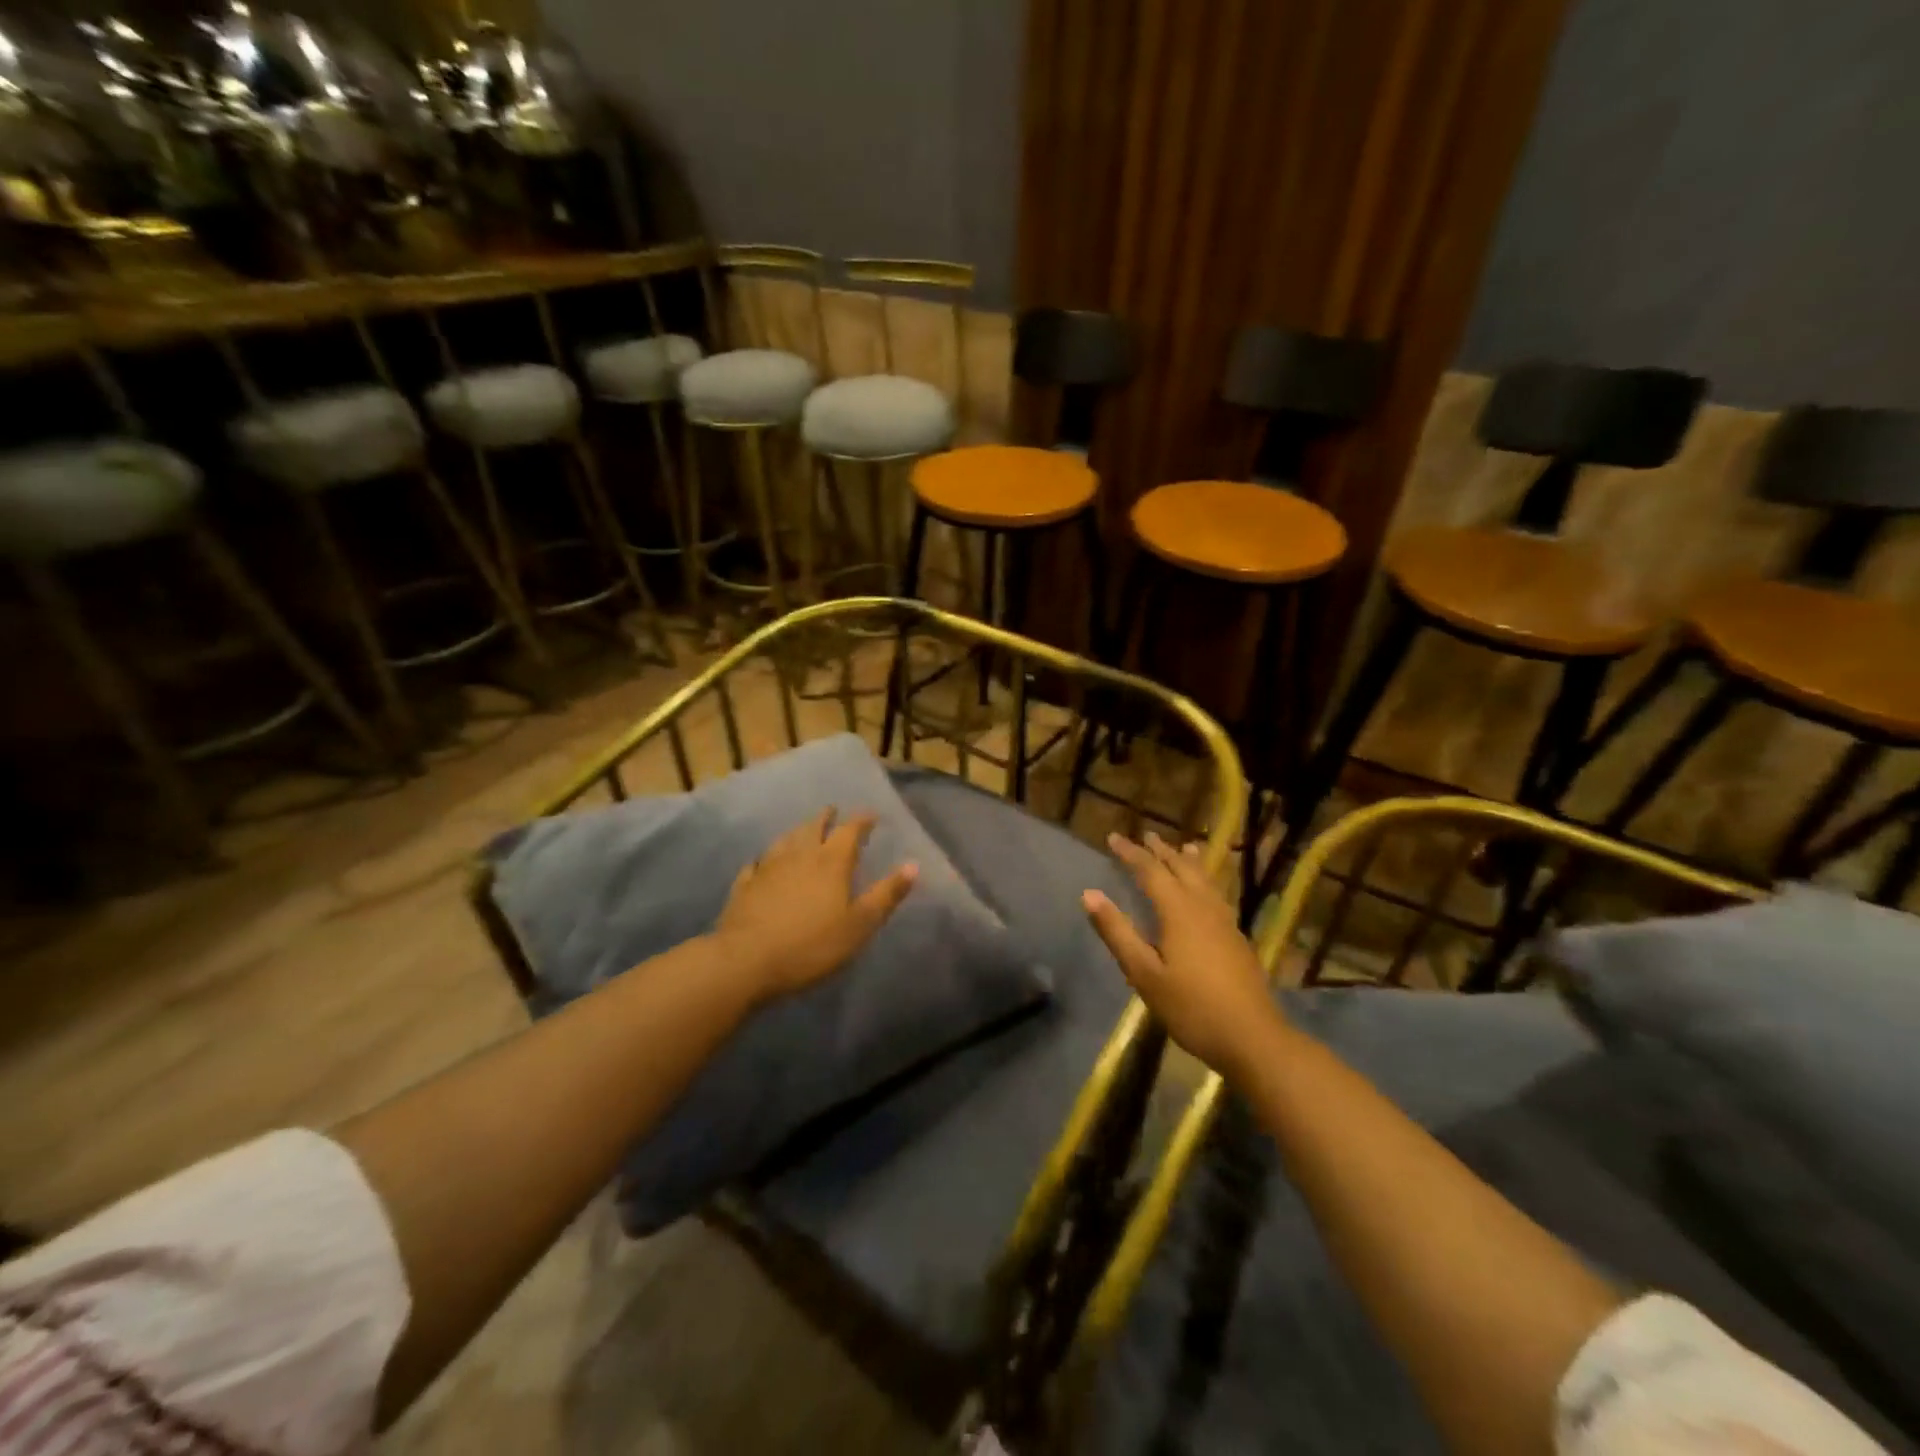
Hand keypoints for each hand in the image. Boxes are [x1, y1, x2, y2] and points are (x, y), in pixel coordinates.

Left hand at [714, 809, 917, 1002]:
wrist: (746, 961)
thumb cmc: (812, 944)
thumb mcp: (860, 924)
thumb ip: (886, 894)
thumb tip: (913, 865)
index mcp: (831, 862)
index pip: (850, 831)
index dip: (862, 821)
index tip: (871, 815)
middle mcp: (799, 855)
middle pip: (814, 828)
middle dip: (826, 818)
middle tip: (832, 811)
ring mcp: (768, 868)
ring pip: (785, 840)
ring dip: (797, 831)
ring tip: (802, 830)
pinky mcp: (744, 886)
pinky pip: (757, 864)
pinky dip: (765, 859)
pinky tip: (762, 862)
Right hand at [1083, 831, 1285, 1078]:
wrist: (1253, 1038)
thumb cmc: (1191, 1007)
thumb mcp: (1144, 973)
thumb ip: (1117, 932)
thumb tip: (1089, 894)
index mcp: (1179, 911)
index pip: (1150, 871)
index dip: (1131, 853)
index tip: (1113, 837)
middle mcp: (1203, 907)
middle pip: (1181, 869)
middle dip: (1161, 851)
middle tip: (1147, 835)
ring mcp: (1225, 922)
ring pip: (1205, 880)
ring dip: (1189, 861)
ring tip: (1185, 848)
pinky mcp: (1237, 938)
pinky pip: (1217, 894)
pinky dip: (1206, 880)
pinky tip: (1208, 892)